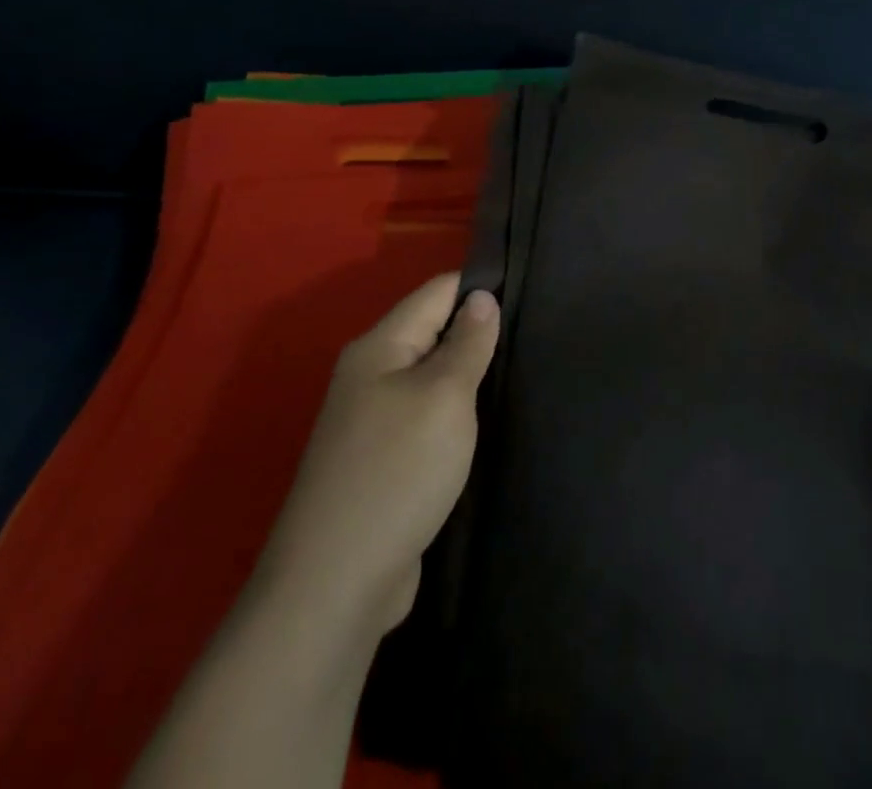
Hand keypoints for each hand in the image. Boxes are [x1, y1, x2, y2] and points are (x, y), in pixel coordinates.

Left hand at [254, 274, 499, 643]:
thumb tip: (481, 297)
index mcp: (379, 347)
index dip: (481, 285)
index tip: (530, 288)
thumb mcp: (444, 397)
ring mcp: (373, 420)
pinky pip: (428, 414)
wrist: (335, 585)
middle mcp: (370, 375)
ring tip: (523, 368)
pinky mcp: (383, 460)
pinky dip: (457, 411)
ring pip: (433, 375)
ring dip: (470, 374)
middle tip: (537, 331)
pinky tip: (488, 418)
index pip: (437, 291)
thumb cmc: (397, 472)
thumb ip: (467, 343)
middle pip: (434, 330)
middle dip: (479, 329)